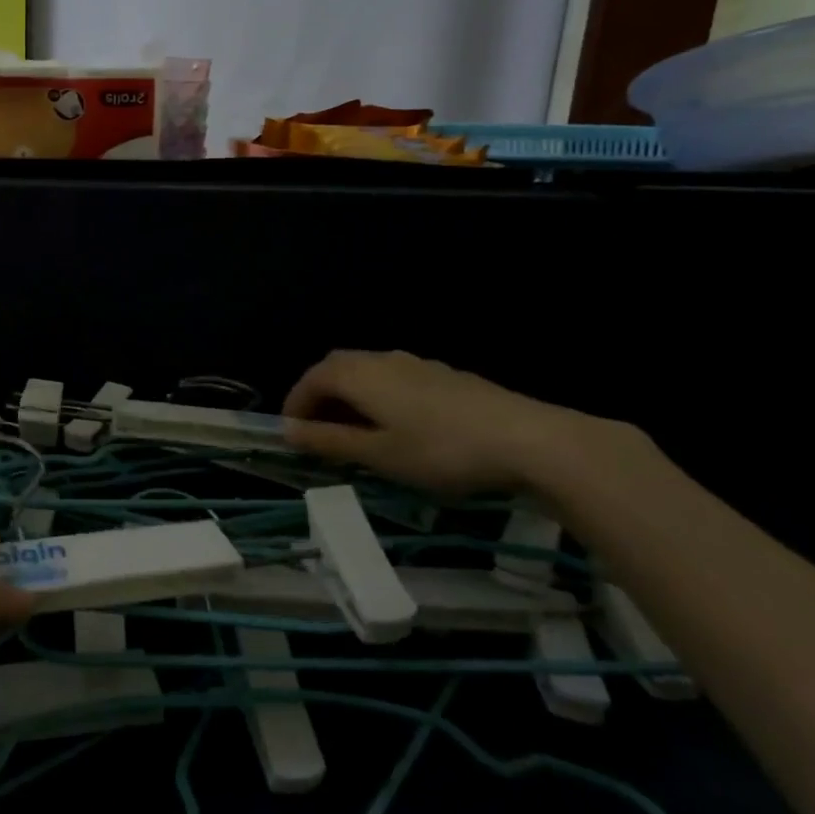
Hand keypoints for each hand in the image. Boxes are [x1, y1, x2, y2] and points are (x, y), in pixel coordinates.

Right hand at [281, 349, 634, 496]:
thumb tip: (287, 431)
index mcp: (358, 374)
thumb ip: (329, 441)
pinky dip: (378, 397)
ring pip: (367, 372)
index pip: (310, 380)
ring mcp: (415, 363)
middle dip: (319, 396)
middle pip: (336, 368)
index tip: (290, 435)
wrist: (527, 438)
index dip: (294, 405)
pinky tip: (398, 427)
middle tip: (317, 432)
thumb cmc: (440, 449)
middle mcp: (381, 359)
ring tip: (355, 433)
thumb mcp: (378, 454)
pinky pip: (392, 378)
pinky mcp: (443, 375)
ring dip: (349, 396)